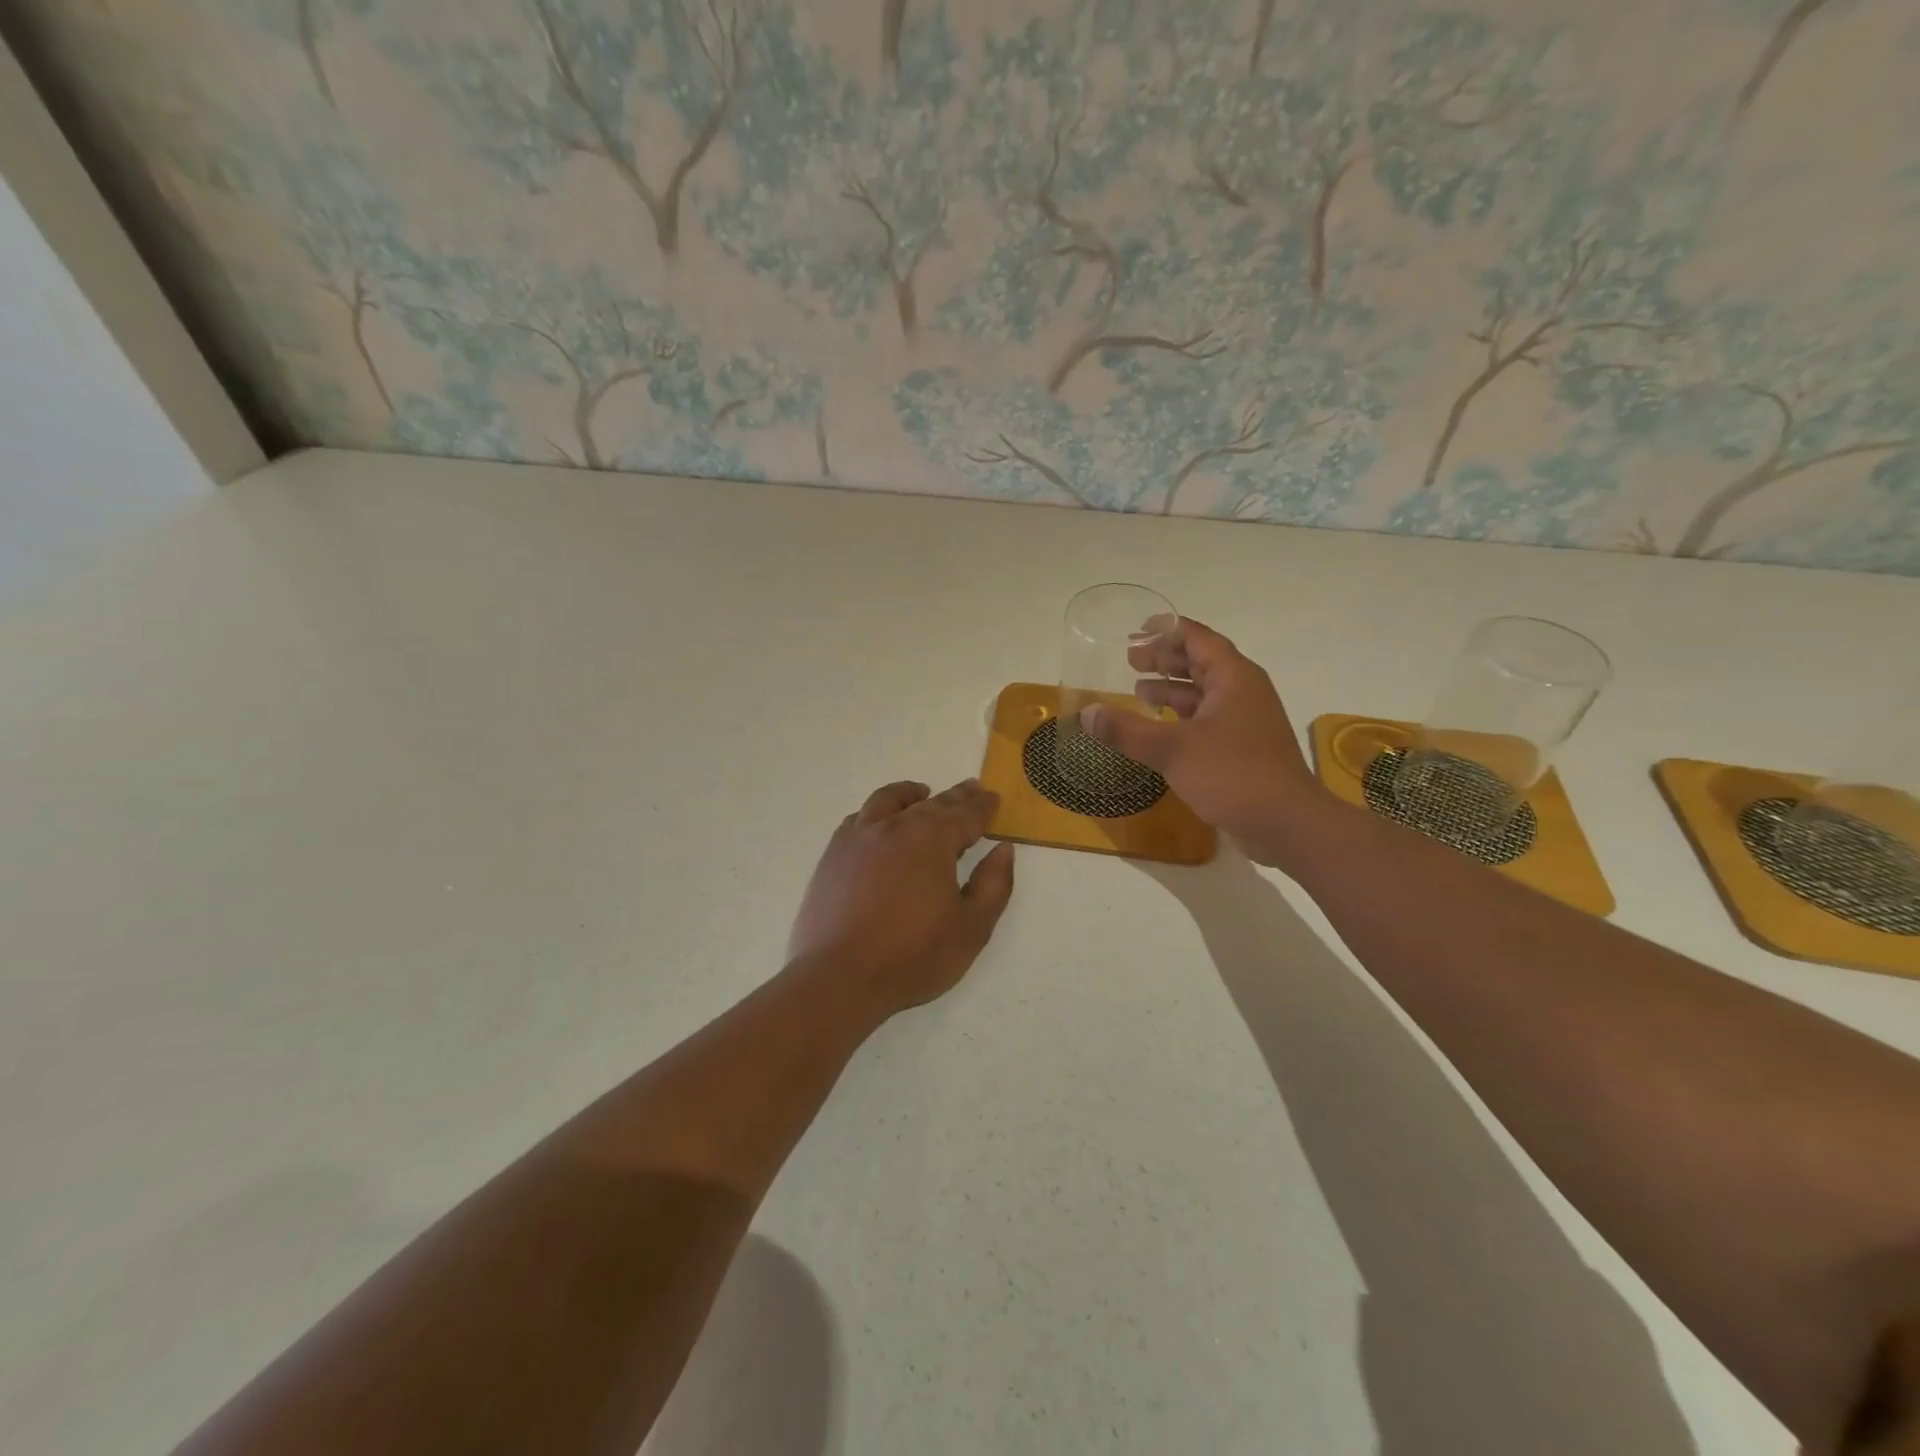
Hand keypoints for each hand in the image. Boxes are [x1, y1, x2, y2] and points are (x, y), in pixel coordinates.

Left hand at [788, 779, 1016, 1016]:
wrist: (840, 978)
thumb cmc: (914, 957)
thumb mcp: (972, 928)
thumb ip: (994, 884)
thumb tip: (1003, 848)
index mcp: (932, 841)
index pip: (965, 815)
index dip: (983, 807)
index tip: (993, 798)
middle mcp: (895, 827)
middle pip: (931, 804)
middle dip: (955, 797)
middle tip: (970, 789)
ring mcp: (858, 838)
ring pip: (888, 801)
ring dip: (910, 794)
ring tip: (921, 793)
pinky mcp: (833, 856)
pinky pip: (857, 819)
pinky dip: (875, 813)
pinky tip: (878, 823)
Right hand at [1079, 617, 1329, 867]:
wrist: (1286, 824)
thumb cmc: (1232, 774)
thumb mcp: (1172, 750)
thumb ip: (1126, 730)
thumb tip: (1086, 714)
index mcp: (1233, 677)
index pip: (1198, 638)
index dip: (1167, 630)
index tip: (1137, 630)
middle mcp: (1243, 691)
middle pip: (1201, 662)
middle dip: (1165, 659)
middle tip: (1130, 660)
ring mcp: (1246, 721)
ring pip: (1205, 693)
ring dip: (1172, 690)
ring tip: (1138, 692)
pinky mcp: (1243, 747)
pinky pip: (1208, 719)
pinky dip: (1182, 717)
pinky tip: (1160, 729)